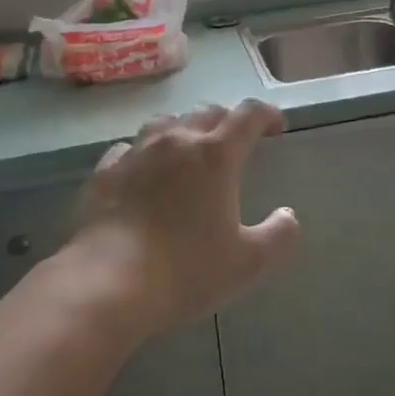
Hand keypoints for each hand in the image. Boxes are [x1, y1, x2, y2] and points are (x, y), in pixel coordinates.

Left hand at [66, 100, 300, 335]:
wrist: (106, 283)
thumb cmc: (185, 270)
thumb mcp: (247, 263)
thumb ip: (278, 236)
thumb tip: (289, 216)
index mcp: (216, 154)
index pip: (248, 114)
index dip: (266, 114)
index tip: (275, 126)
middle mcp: (177, 140)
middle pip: (207, 112)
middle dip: (226, 121)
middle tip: (234, 142)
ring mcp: (137, 152)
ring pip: (166, 122)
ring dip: (184, 129)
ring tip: (188, 148)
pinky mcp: (105, 172)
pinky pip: (129, 148)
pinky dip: (143, 153)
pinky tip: (142, 171)